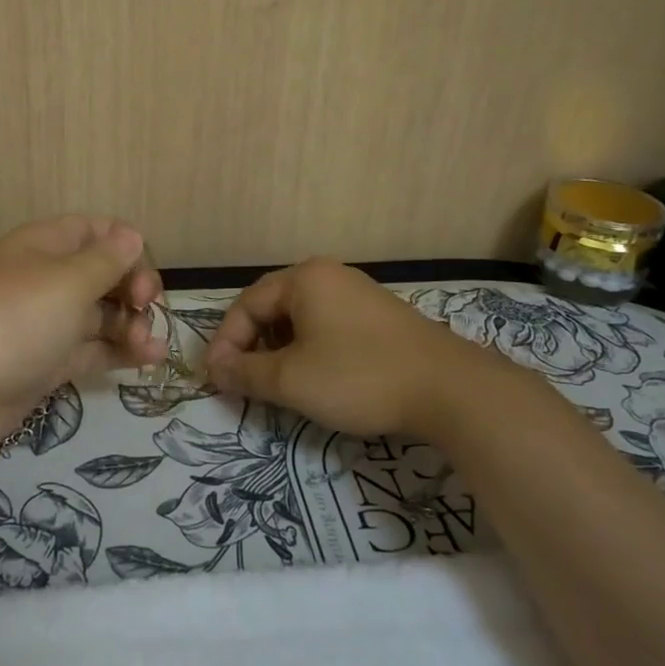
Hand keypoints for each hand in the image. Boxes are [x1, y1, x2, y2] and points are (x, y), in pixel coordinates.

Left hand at [0, 216, 165, 464]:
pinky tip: (149, 360)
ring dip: (131, 324)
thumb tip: (131, 235)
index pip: (96, 231)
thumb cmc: (14, 320)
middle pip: (103, 274)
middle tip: (145, 309)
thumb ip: (107, 260)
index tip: (144, 275)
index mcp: (45, 245)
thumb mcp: (69, 281)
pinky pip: (91, 349)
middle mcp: (46, 279)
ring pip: (100, 314)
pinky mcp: (46, 363)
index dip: (127, 246)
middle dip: (132, 288)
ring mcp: (46, 323)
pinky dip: (119, 352)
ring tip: (148, 345)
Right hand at [205, 258, 525, 439]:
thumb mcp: (291, 380)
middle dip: (252, 346)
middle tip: (243, 382)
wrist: (450, 389)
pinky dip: (309, 350)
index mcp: (303, 279)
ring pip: (300, 318)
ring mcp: (358, 294)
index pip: (246, 305)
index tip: (217, 379)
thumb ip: (245, 373)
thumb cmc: (359, 376)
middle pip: (272, 307)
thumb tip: (214, 369)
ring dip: (279, 350)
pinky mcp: (380, 317)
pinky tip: (317, 378)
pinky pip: (328, 326)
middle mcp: (329, 276)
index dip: (226, 343)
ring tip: (277, 384)